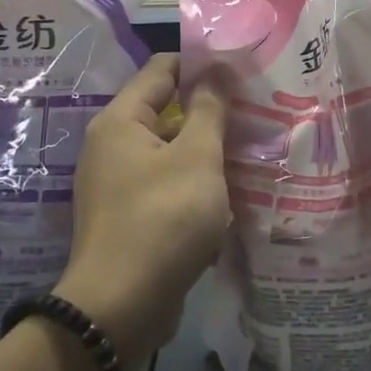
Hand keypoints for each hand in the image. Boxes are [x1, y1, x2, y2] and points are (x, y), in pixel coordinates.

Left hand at [55, 53, 229, 368]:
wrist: (121, 307)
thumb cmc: (162, 219)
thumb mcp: (196, 158)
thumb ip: (209, 110)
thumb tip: (216, 71)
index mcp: (120, 122)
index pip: (162, 69)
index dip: (201, 63)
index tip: (242, 69)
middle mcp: (112, 147)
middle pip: (166, 112)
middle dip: (211, 113)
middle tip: (258, 112)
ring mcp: (119, 185)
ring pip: (172, 154)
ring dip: (208, 153)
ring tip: (256, 151)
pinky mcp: (131, 218)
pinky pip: (168, 188)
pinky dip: (196, 187)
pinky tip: (233, 195)